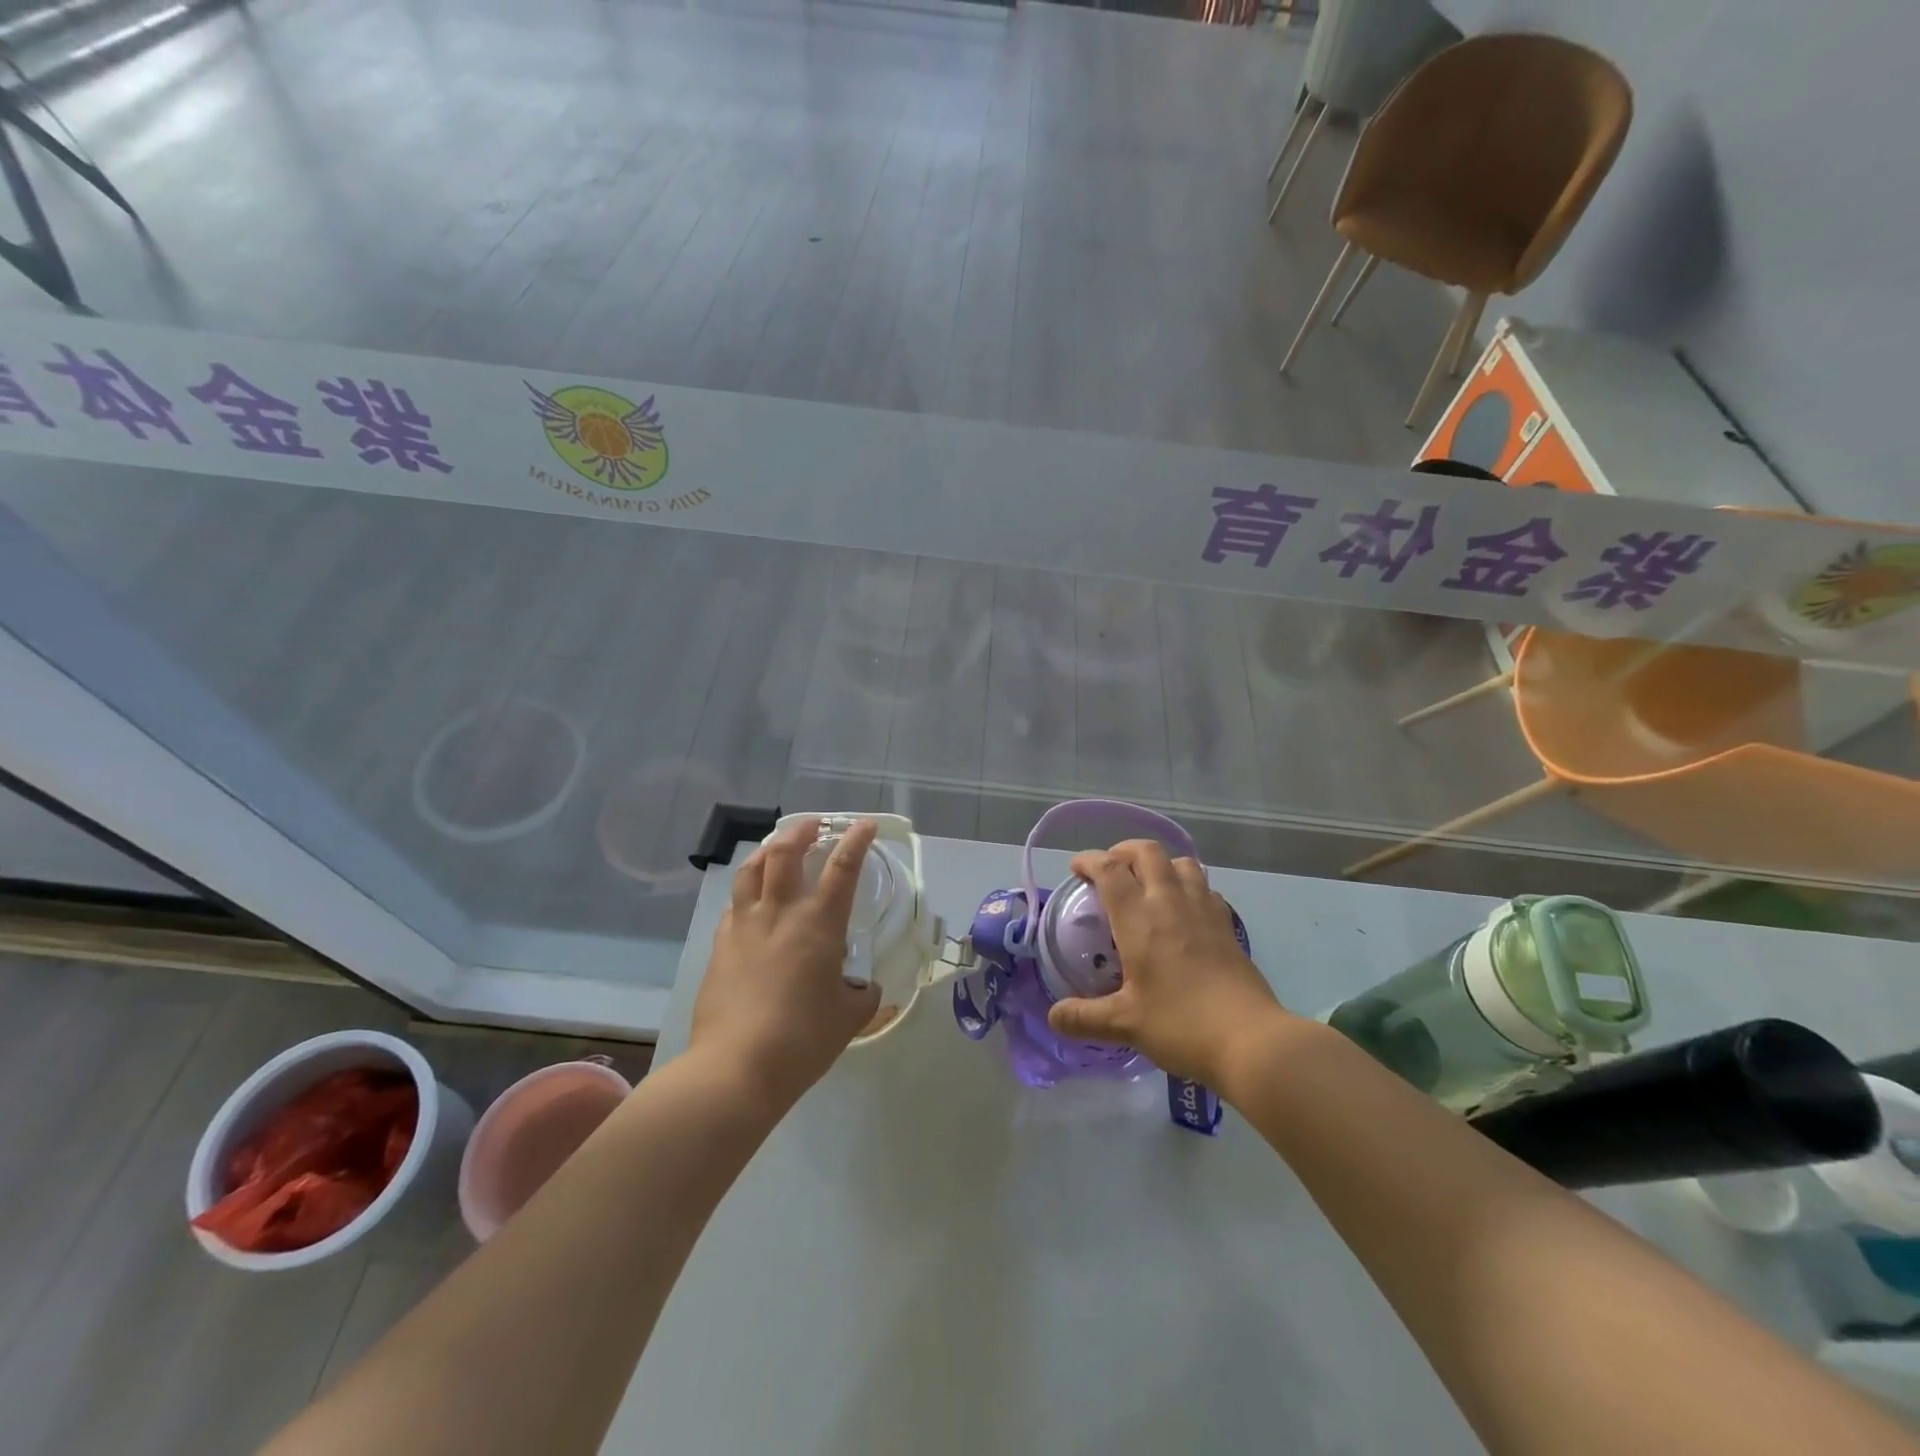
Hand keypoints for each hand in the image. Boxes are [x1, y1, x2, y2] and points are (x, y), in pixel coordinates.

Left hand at [690, 817, 882, 1112]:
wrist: (736, 1067)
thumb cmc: (803, 1039)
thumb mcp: (848, 1018)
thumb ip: (862, 995)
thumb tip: (863, 988)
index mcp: (818, 924)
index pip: (842, 868)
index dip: (856, 840)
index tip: (864, 824)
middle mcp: (780, 913)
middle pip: (785, 853)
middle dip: (801, 830)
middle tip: (814, 826)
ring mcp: (744, 927)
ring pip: (751, 870)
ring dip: (768, 850)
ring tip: (777, 848)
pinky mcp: (720, 946)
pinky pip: (734, 905)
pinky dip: (746, 892)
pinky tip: (751, 902)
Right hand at [1046, 839, 1290, 1085]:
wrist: (1251, 1041)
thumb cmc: (1181, 1025)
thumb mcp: (1125, 1025)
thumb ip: (1084, 1018)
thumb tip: (1054, 1017)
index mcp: (1140, 920)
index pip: (1110, 870)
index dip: (1089, 861)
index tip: (1076, 869)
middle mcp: (1171, 904)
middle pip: (1148, 852)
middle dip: (1124, 851)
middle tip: (1111, 870)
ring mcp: (1204, 912)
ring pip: (1182, 863)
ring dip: (1160, 864)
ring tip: (1148, 884)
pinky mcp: (1227, 926)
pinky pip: (1205, 888)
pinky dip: (1189, 887)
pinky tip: (1183, 911)